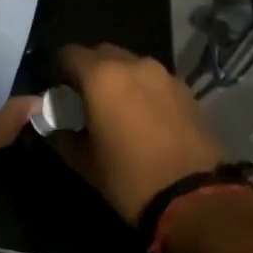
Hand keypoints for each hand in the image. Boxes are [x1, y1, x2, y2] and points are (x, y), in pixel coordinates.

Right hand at [55, 44, 227, 225]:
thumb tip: (55, 126)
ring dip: (119, 78)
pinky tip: (144, 117)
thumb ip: (63, 136)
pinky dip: (143, 90)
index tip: (56, 89)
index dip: (58, 68)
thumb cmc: (130, 178)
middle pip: (101, 53)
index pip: (68, 53)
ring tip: (117, 108)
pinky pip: (154, 80)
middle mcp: (133, 64)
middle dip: (89, 70)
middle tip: (85, 99)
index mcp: (101, 76)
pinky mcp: (186, 90)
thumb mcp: (84, 162)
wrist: (197, 200)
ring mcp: (164, 75)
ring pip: (131, 64)